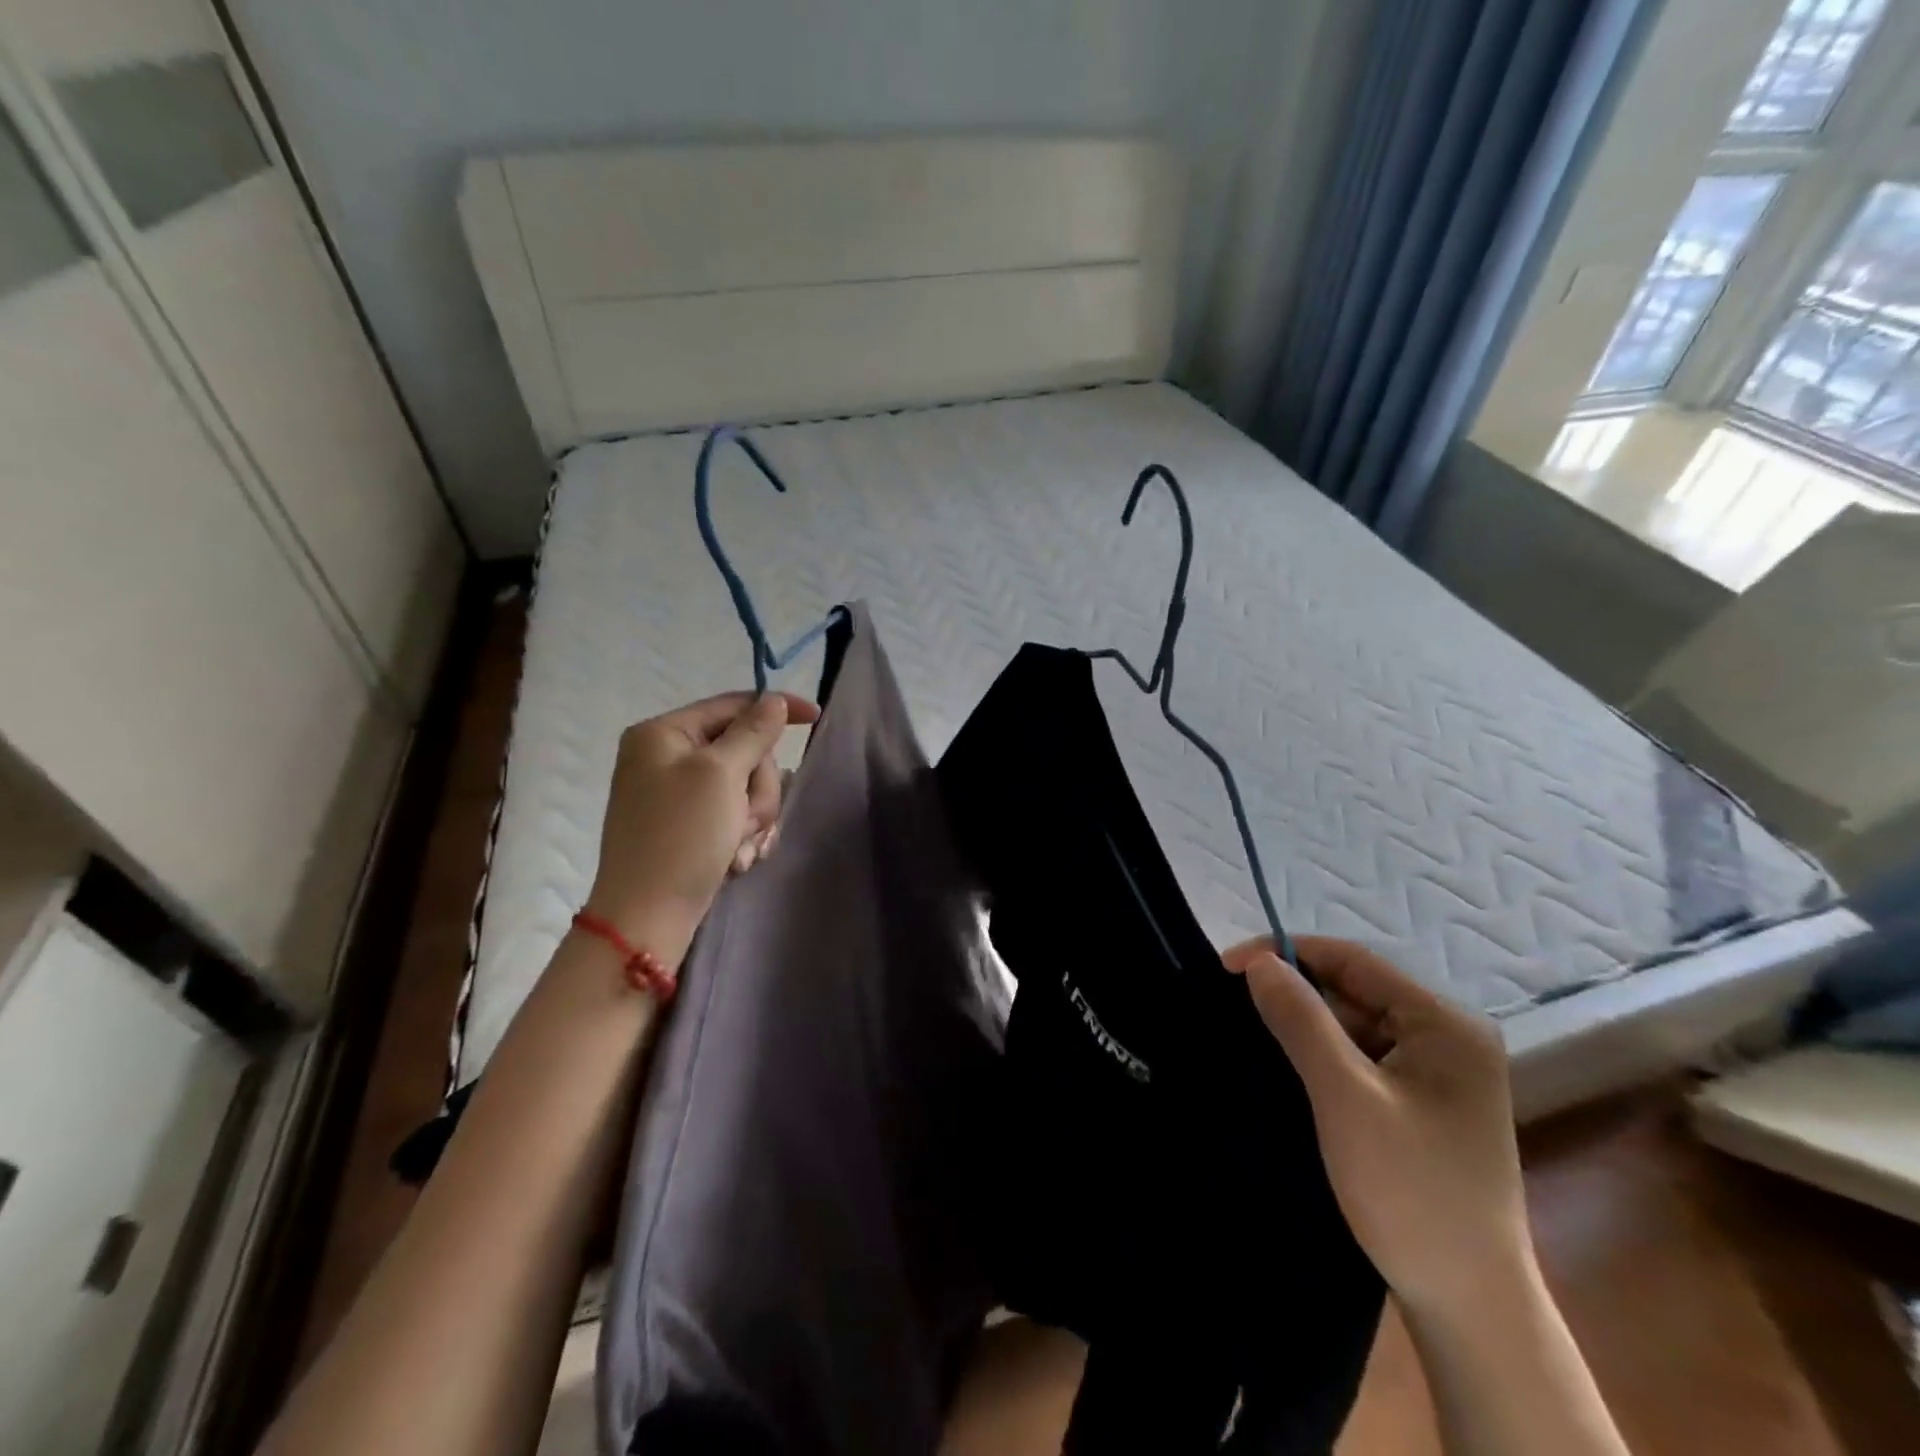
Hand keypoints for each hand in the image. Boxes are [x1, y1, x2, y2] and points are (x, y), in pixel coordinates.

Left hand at [584, 692, 818, 950]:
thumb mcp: (721, 775)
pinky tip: (736, 860)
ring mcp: (678, 794)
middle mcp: (667, 757)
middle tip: (748, 819)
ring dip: (753, 817)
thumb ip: (753, 732)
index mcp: (664, 733)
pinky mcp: (689, 825)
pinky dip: (742, 836)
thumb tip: (773, 700)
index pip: (732, 705)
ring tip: (740, 848)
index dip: (775, 710)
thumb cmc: (681, 836)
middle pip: (744, 750)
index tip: (816, 718)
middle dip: (757, 788)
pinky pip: (734, 814)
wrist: (646, 917)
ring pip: (745, 786)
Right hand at [1224, 936, 1529, 1320]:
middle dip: (1295, 994)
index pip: (1352, 961)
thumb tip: (1258, 962)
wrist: (1469, 1307)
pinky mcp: (1423, 1102)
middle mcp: (1448, 1037)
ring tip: (1256, 1038)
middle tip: (1236, 1008)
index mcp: (1445, 1024)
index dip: (1287, 954)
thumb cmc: (1410, 1191)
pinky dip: (1323, 1057)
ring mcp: (1439, 1072)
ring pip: (1354, 1025)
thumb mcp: (1345, 1096)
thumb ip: (1301, 1020)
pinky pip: (1362, 1058)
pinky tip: (1291, 1071)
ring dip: (1306, 1027)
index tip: (1227, 967)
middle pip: (1354, 991)